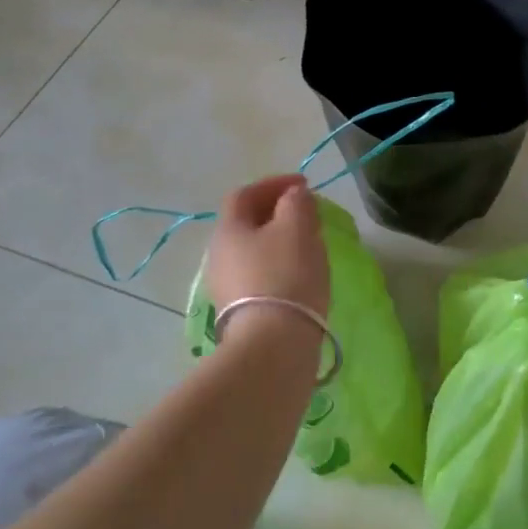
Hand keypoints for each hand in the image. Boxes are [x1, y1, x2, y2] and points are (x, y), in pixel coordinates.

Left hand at [206, 175, 329, 330]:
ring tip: (309, 243)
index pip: (245, 194)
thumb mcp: (297, 227)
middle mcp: (218, 256)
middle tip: (307, 212)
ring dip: (280, 239)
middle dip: (277, 212)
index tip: (304, 184)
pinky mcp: (240, 312)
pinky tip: (301, 273)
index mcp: (228, 230)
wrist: (274, 345)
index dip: (274, 183)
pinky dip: (280, 264)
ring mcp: (226, 287)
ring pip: (254, 250)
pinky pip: (259, 275)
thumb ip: (296, 202)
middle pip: (247, 222)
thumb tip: (293, 195)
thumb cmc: (285, 275)